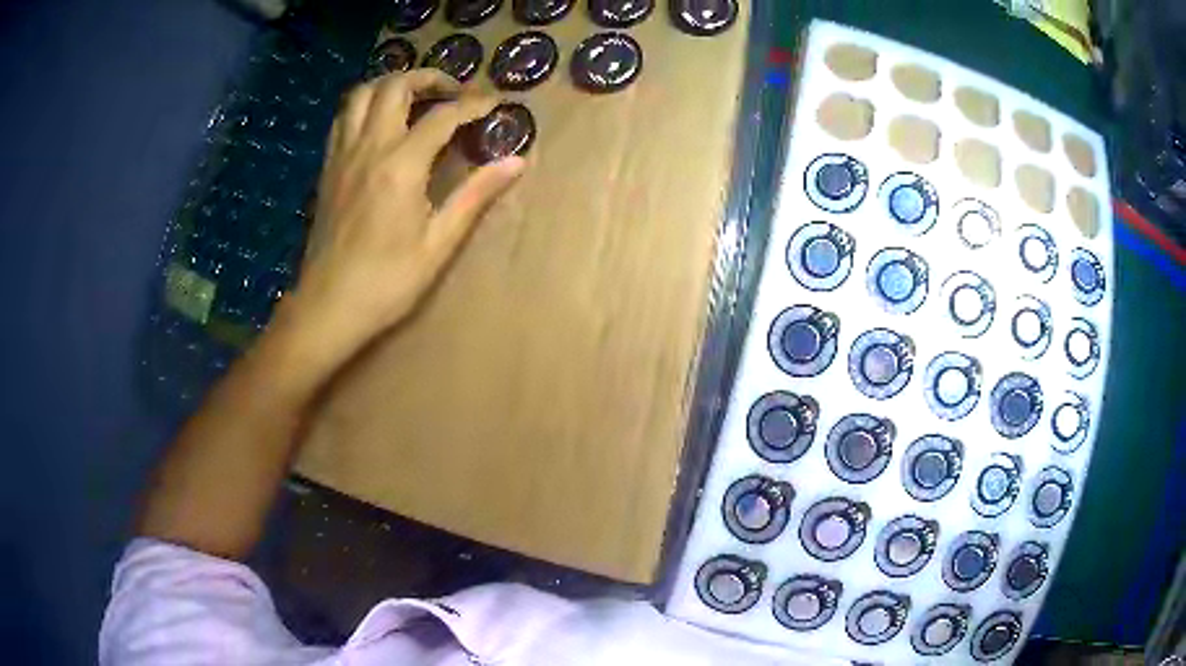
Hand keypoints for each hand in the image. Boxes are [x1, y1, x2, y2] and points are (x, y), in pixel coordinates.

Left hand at [282, 69, 525, 361]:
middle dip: (429, 77)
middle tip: (453, 91)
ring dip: (392, 84)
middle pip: (395, 86)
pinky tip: (379, 122)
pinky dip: (364, 105)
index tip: (495, 103)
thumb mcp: (439, 244)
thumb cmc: (387, 282)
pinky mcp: (328, 167)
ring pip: (362, 94)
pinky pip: (343, 117)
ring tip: (415, 97)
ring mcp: (342, 155)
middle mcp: (369, 148)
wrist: (328, 307)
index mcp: (400, 166)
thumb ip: (475, 196)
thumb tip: (516, 162)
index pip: (443, 116)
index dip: (473, 104)